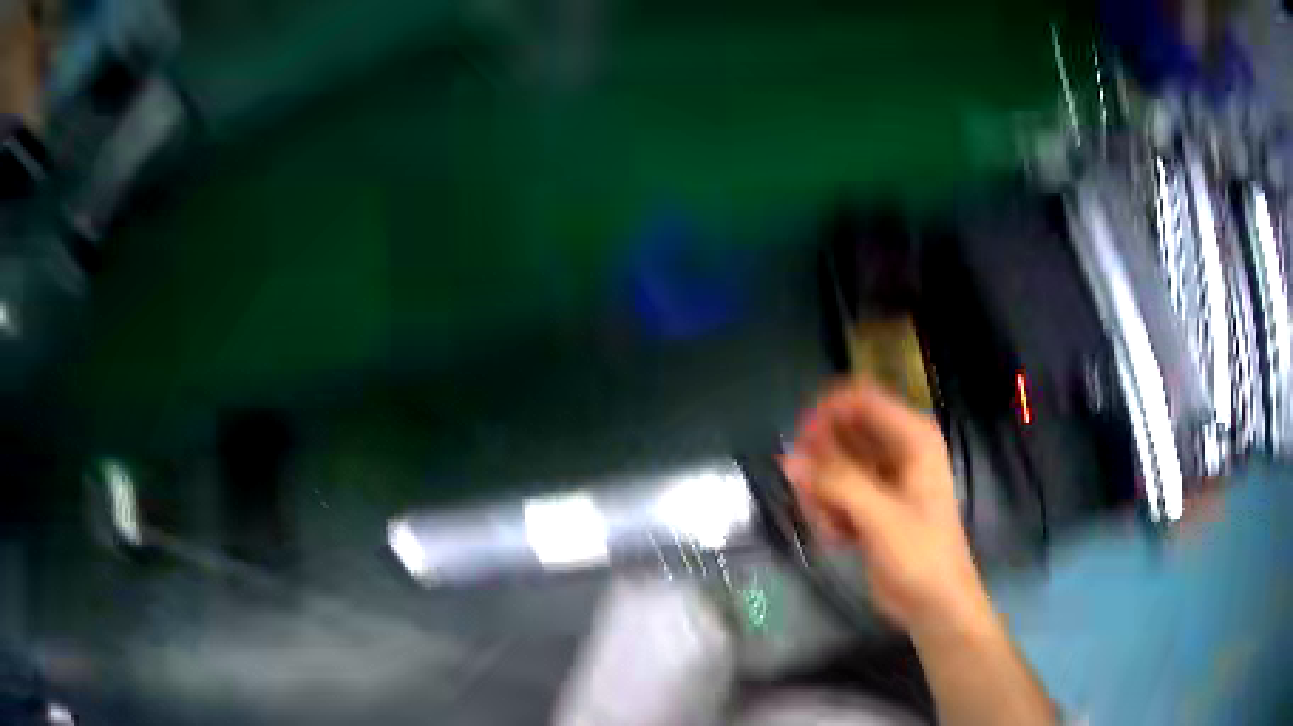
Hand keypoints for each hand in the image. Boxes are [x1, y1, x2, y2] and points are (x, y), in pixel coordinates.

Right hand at [781, 378, 988, 637]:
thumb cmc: (919, 554)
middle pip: (842, 432)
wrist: (935, 603)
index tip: (800, 444)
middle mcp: (898, 450)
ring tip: (829, 525)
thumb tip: (789, 458)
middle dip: (820, 462)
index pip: (860, 400)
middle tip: (809, 494)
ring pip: (833, 466)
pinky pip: (835, 492)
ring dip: (822, 493)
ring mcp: (883, 478)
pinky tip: (836, 538)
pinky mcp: (871, 505)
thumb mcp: (879, 516)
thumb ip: (835, 483)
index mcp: (912, 438)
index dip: (827, 414)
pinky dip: (829, 512)